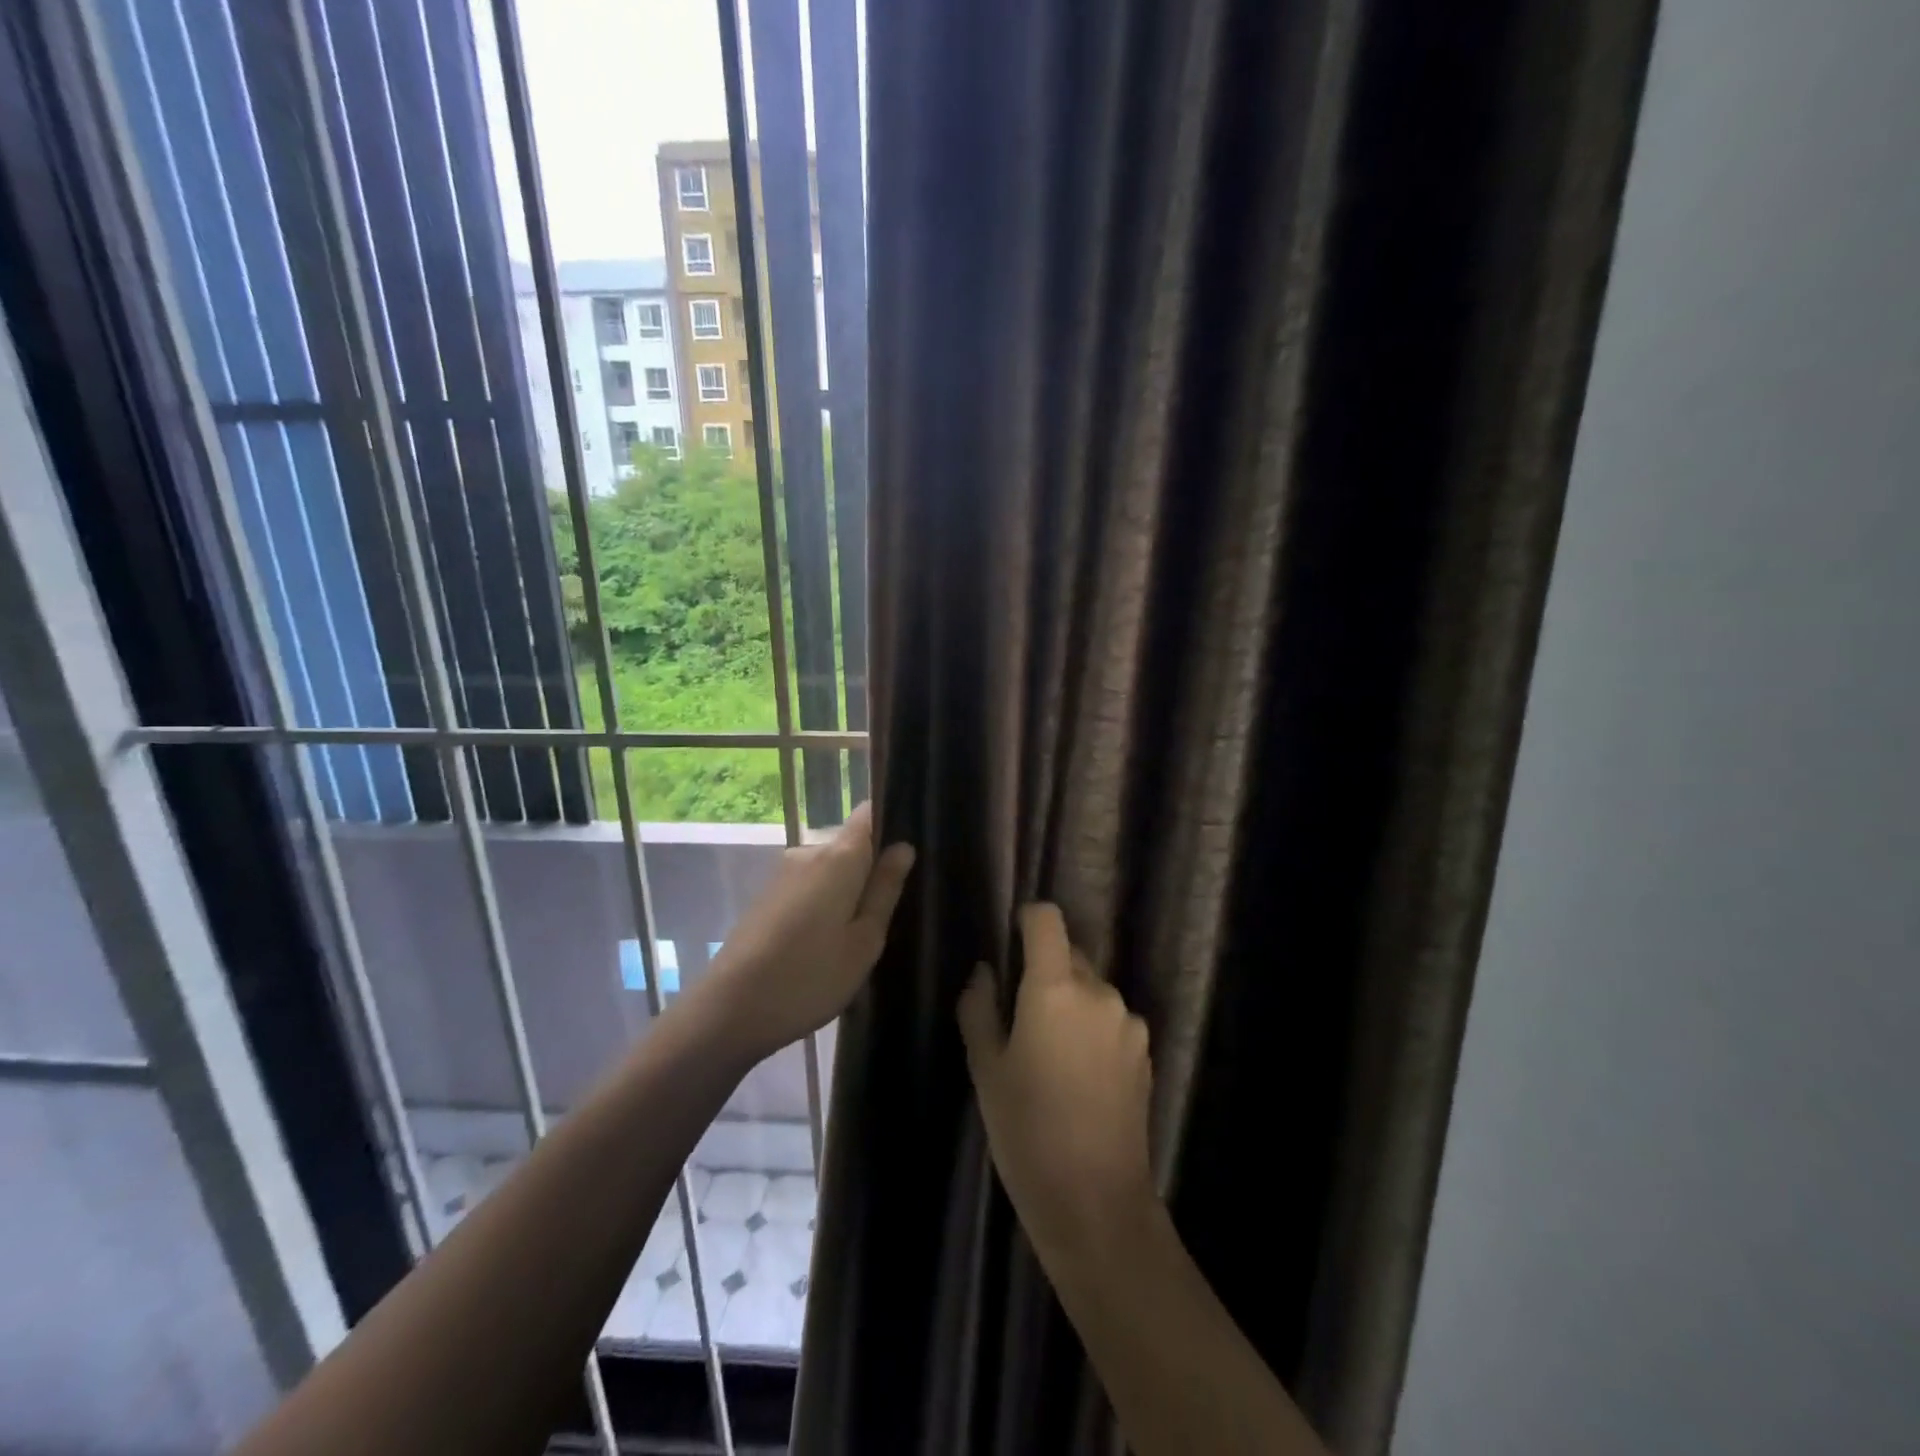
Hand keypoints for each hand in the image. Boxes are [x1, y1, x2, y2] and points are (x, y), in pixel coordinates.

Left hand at [695, 803, 914, 1064]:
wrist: (729, 1010)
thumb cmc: (809, 977)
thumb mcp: (864, 941)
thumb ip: (885, 889)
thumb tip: (903, 847)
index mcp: (838, 858)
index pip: (868, 813)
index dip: (890, 820)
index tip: (908, 850)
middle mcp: (808, 854)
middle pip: (850, 845)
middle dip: (871, 870)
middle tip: (889, 914)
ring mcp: (783, 875)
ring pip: (830, 871)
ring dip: (846, 892)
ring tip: (858, 937)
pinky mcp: (767, 897)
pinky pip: (809, 887)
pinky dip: (824, 905)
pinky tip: (825, 944)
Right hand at [958, 904, 1157, 1266]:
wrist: (1096, 1201)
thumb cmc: (1026, 1130)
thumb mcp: (986, 1068)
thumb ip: (979, 1008)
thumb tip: (985, 972)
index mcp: (1055, 987)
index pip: (1048, 919)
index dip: (1028, 920)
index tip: (1011, 941)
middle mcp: (1099, 992)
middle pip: (1069, 954)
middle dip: (1045, 969)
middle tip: (1020, 1016)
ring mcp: (1129, 1022)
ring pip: (1091, 989)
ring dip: (1070, 1002)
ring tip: (1051, 1055)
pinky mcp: (1145, 1051)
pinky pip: (1111, 1019)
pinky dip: (1092, 1028)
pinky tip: (1080, 1076)